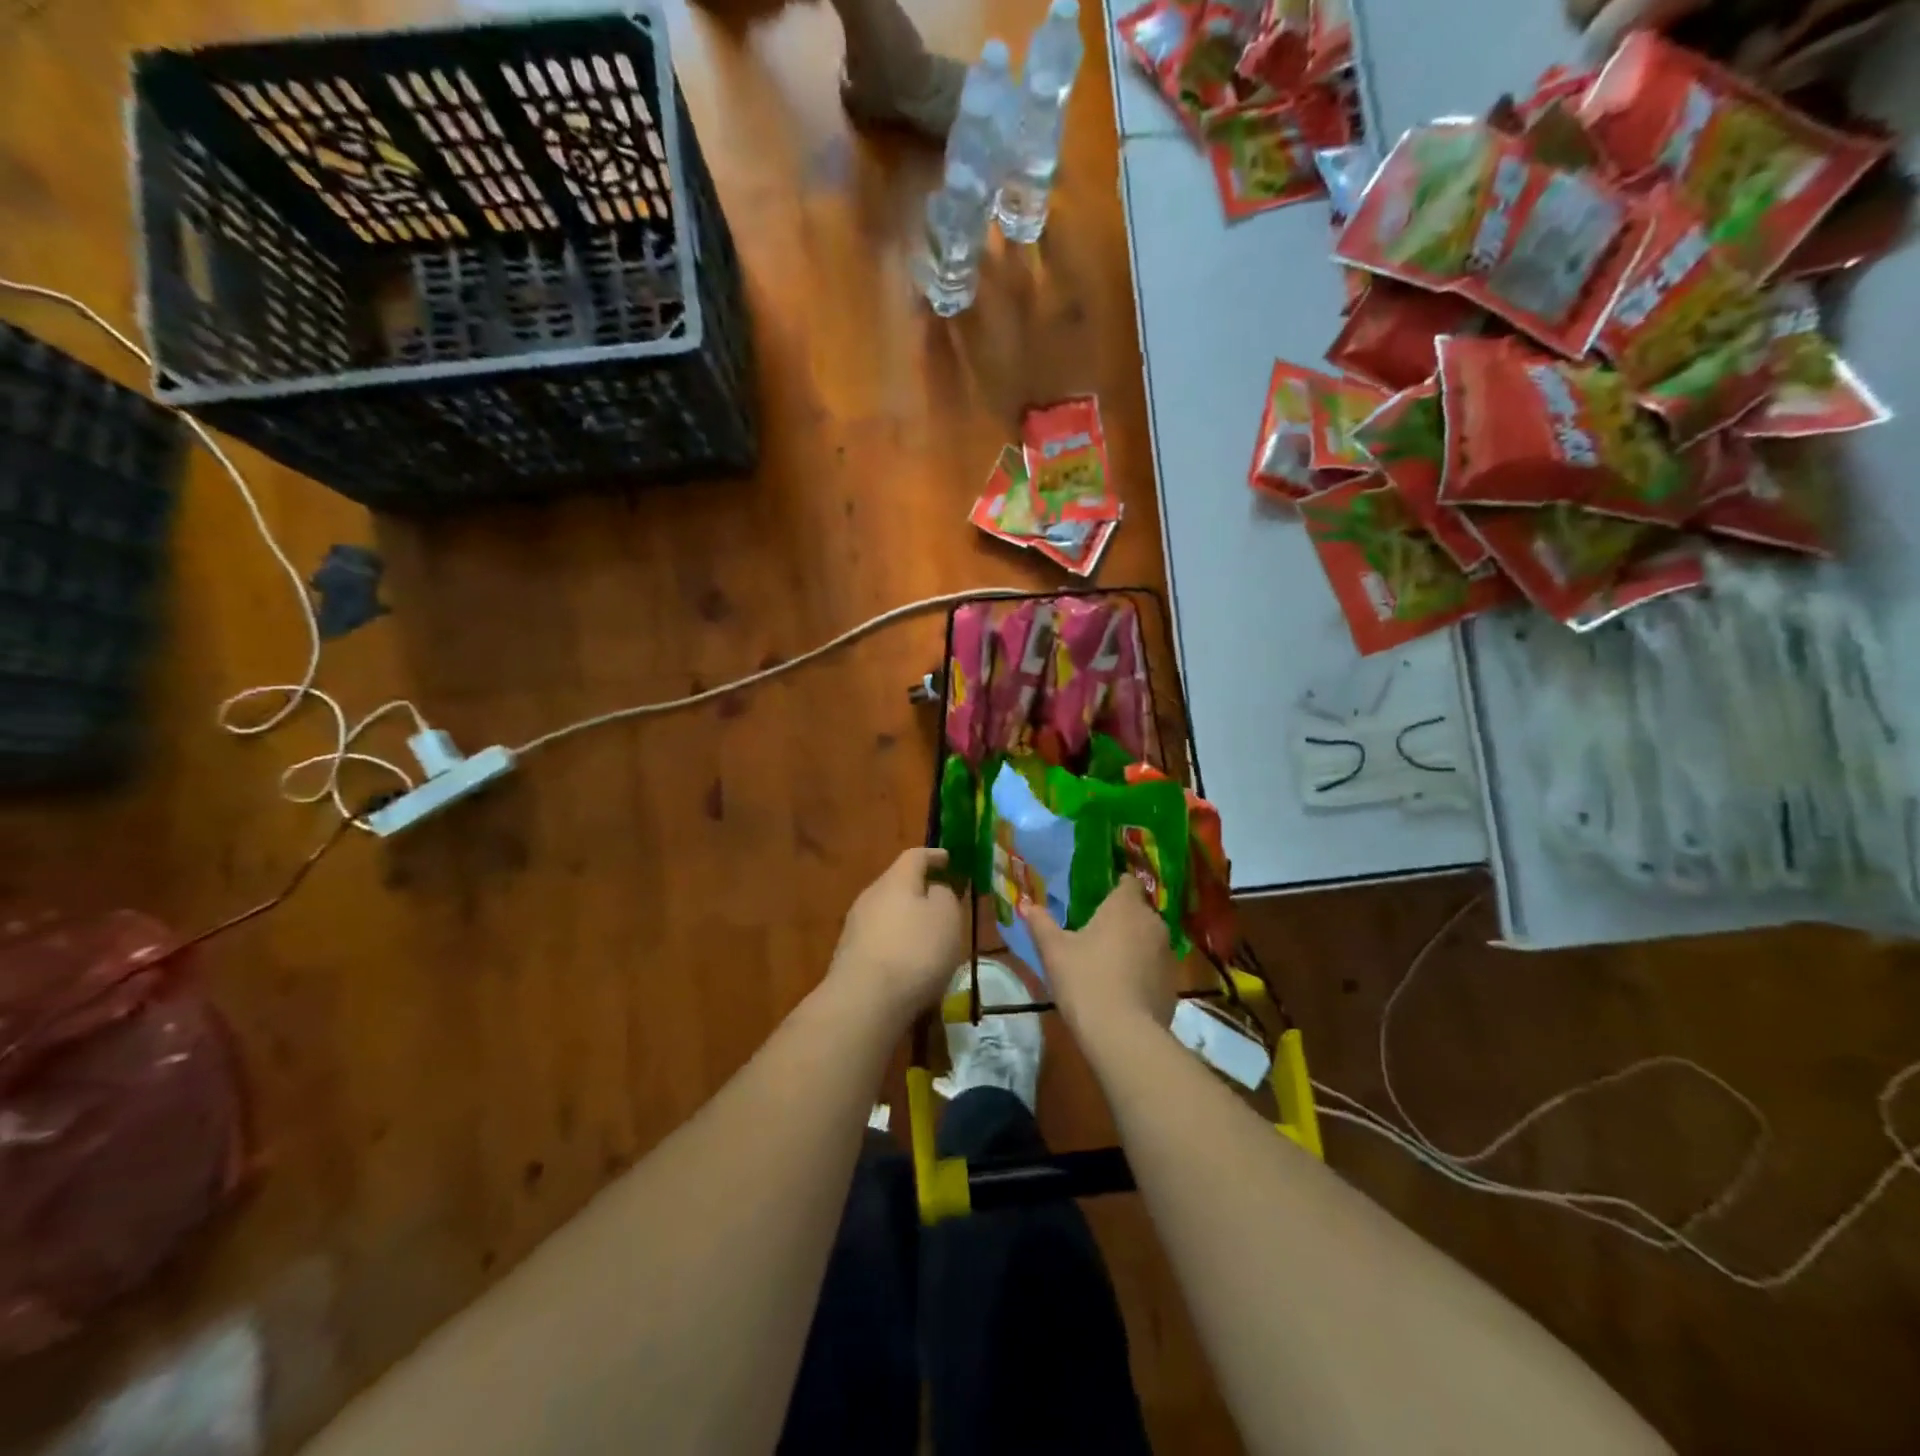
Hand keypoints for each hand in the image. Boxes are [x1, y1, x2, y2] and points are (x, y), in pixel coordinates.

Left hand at [828, 848, 964, 1024]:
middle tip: (943, 902)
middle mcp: (870, 896)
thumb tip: (934, 891)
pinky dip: (897, 944)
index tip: (949, 859)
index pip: (915, 856)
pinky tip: (909, 964)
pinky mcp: (849, 956)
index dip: (934, 856)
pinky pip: (880, 940)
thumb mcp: (947, 917)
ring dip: (908, 921)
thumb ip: (945, 896)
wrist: (864, 1001)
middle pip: (898, 884)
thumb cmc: (915, 951)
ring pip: (887, 913)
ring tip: (929, 938)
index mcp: (895, 880)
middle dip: (920, 891)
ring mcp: (855, 927)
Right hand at [1023, 877, 1178, 1037]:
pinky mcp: (1173, 983)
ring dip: (1133, 945)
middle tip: (1095, 932)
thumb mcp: (1053, 950)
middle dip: (1121, 918)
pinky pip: (1155, 967)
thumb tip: (1027, 904)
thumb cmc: (1085, 980)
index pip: (1127, 882)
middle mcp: (1153, 923)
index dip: (1114, 886)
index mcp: (1125, 907)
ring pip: (1149, 939)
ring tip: (1108, 962)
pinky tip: (1123, 989)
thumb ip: (1040, 923)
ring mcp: (1168, 954)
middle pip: (1139, 911)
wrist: (1123, 1035)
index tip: (1097, 898)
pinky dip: (1142, 971)